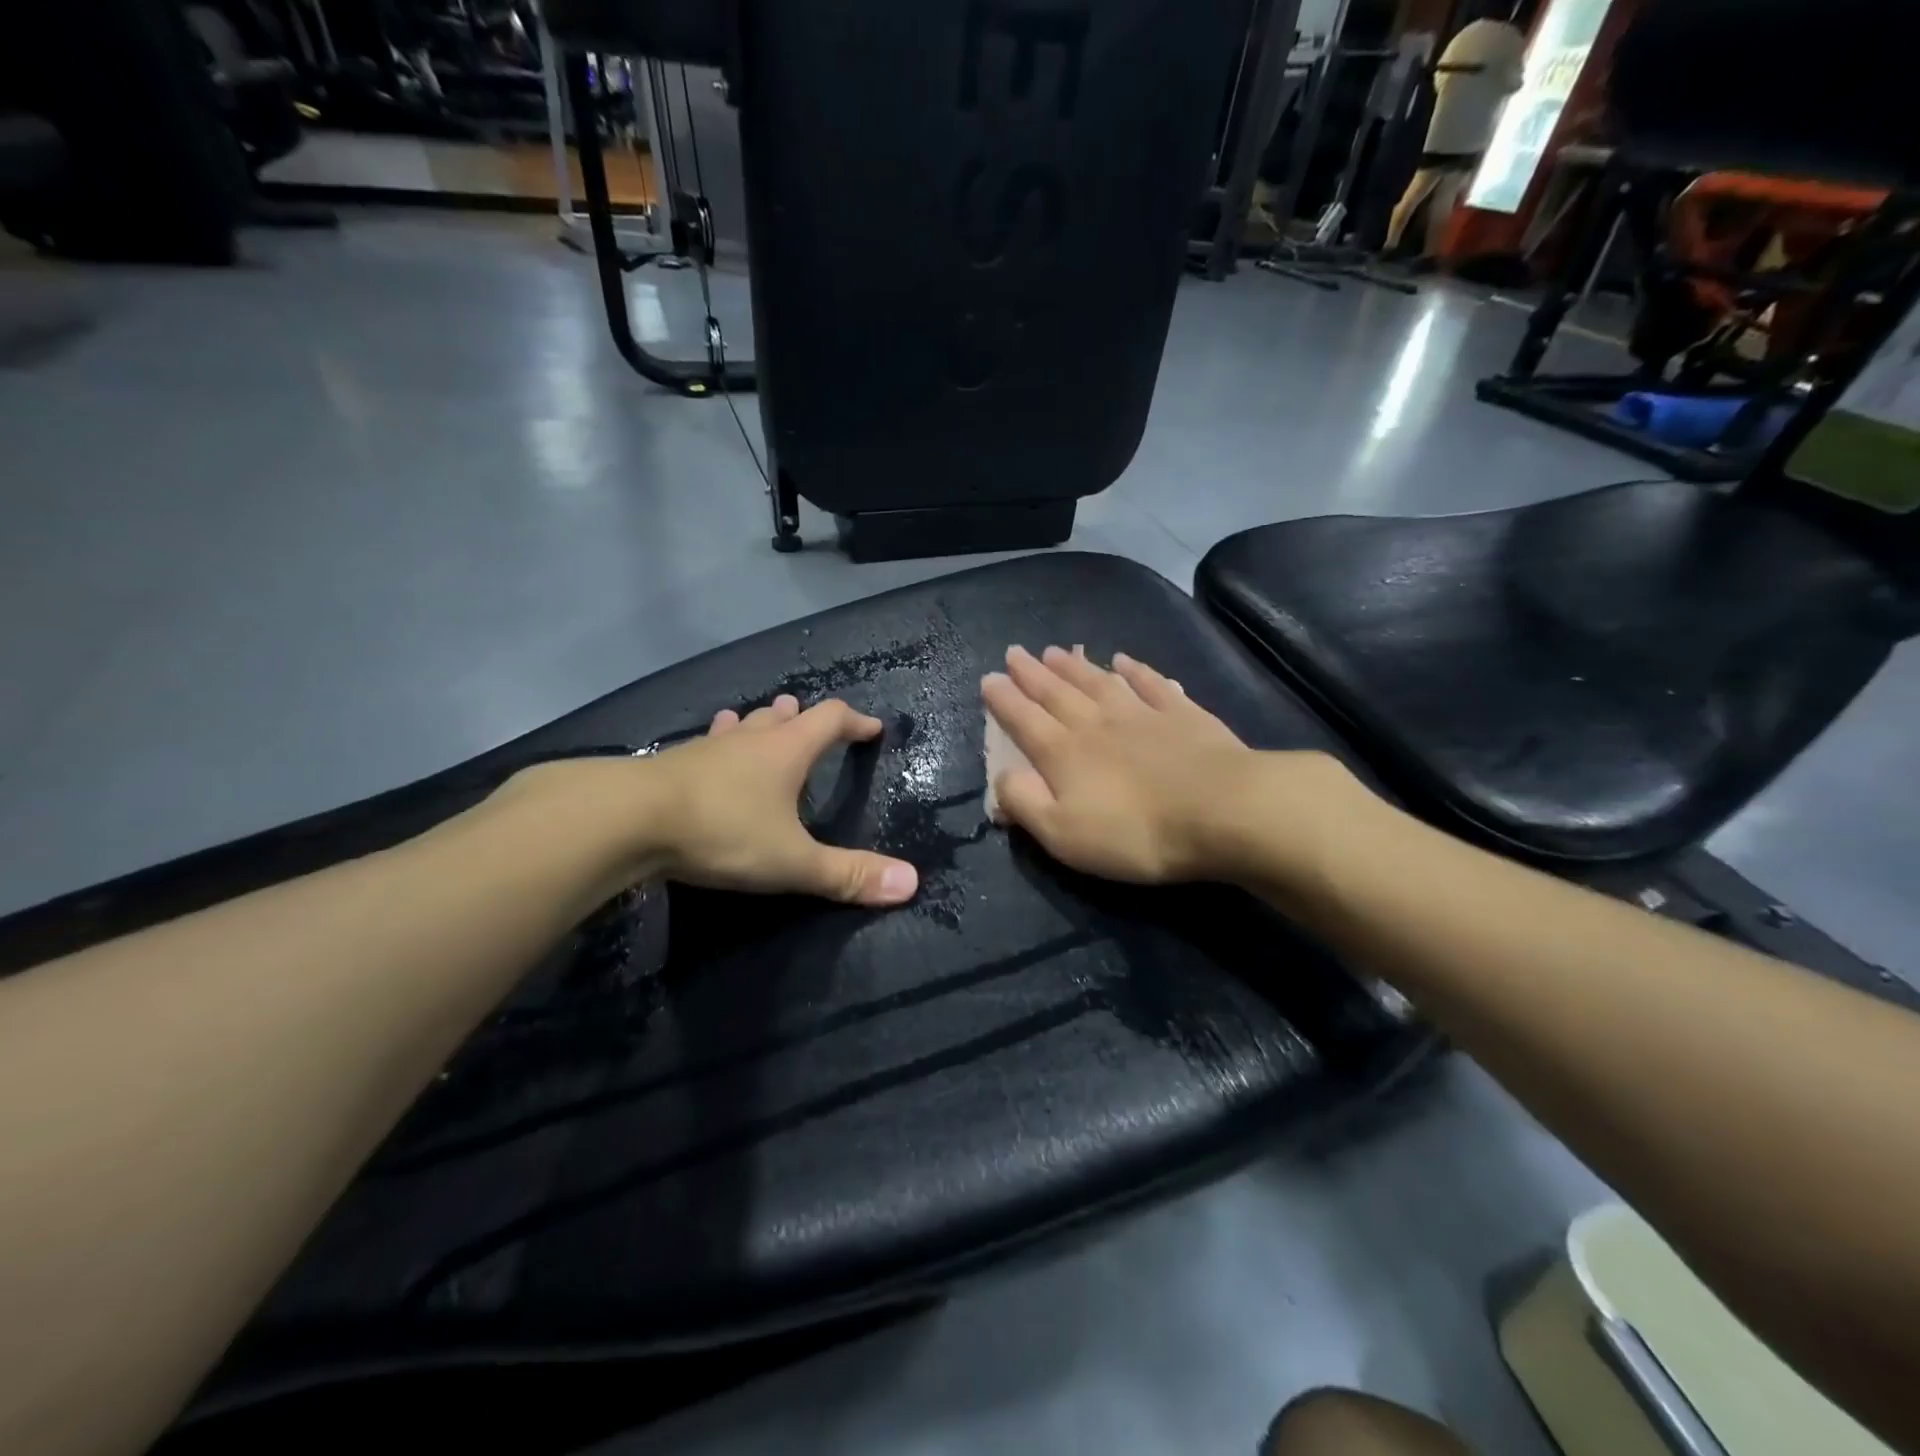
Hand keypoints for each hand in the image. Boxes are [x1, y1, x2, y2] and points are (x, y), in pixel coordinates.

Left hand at [499, 695, 918, 907]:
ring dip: (758, 724)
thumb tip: (911, 883)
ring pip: (741, 725)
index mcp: (787, 750)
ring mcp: (707, 747)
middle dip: (802, 718)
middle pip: (783, 716)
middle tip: (810, 721)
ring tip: (762, 724)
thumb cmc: (722, 832)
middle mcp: (750, 739)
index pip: (831, 719)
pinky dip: (720, 743)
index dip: (855, 721)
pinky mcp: (671, 763)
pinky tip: (707, 756)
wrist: (627, 820)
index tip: (872, 729)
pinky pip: (707, 744)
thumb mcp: (792, 861)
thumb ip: (847, 874)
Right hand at [981, 646, 1358, 885]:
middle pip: (1057, 693)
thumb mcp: (1063, 833)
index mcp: (1064, 754)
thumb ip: (1025, 803)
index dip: (1004, 700)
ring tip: (1055, 651)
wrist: (1221, 811)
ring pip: (1099, 683)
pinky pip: (1152, 684)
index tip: (989, 679)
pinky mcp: (1184, 715)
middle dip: (1032, 674)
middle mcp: (1096, 724)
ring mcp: (1142, 714)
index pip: (1024, 720)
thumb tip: (1002, 776)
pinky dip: (1136, 670)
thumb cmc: (1135, 832)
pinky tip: (1124, 659)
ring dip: (1074, 667)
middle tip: (1015, 652)